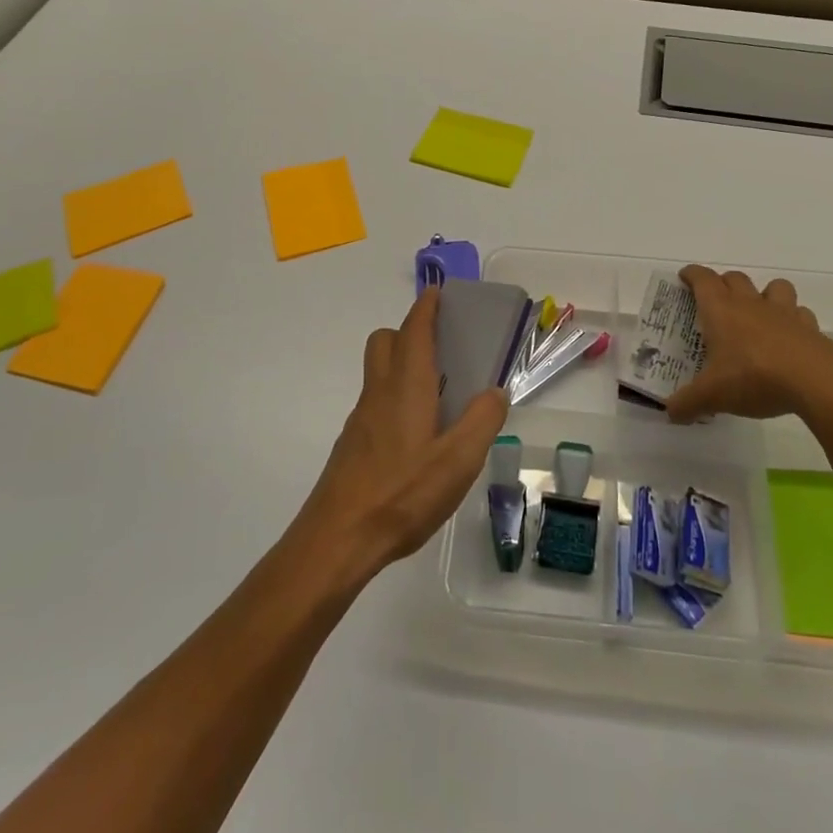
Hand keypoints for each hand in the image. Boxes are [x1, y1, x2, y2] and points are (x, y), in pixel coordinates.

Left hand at [296, 288, 507, 582]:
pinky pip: (376, 402)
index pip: (414, 331)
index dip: (426, 308)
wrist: (337, 539)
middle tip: (442, 345)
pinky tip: (418, 434)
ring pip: (378, 372)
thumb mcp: (458, 461)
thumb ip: (482, 421)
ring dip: (403, 364)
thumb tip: (495, 391)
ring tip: (440, 391)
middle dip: (409, 331)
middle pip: (385, 342)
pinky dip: (396, 397)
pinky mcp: (353, 445)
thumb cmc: (401, 494)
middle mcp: (379, 393)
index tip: (438, 293)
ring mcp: (361, 419)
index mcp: (407, 386)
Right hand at [666, 266, 832, 427]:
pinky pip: (800, 313)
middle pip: (735, 278)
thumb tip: (670, 413)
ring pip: (774, 287)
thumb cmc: (754, 377)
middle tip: (716, 300)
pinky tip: (790, 337)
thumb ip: (688, 403)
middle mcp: (751, 304)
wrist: (815, 381)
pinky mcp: (810, 328)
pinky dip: (794, 319)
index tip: (685, 277)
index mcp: (721, 310)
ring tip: (759, 312)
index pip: (703, 279)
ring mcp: (784, 313)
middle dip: (723, 283)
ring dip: (764, 293)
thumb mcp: (713, 395)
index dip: (692, 275)